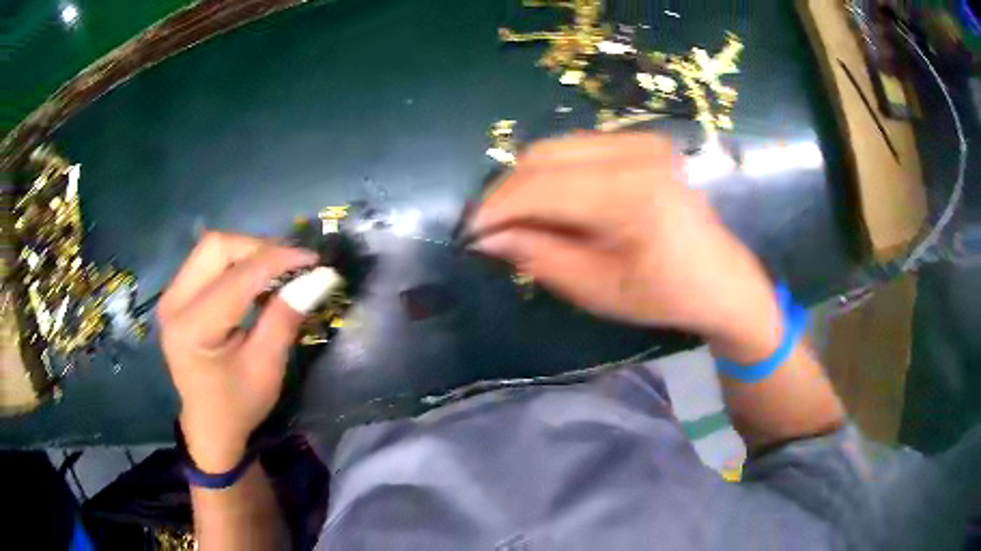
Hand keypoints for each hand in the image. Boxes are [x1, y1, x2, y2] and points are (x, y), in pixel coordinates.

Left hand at [157, 231, 317, 471]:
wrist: (208, 424)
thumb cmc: (238, 405)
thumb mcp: (266, 367)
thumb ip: (285, 318)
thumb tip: (318, 278)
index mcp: (193, 329)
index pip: (237, 277)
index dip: (278, 261)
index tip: (313, 261)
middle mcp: (174, 303)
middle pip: (217, 246)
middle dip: (259, 248)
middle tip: (291, 266)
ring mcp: (171, 295)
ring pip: (212, 248)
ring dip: (248, 253)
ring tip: (277, 271)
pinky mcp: (176, 294)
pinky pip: (208, 260)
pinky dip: (237, 262)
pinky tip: (256, 279)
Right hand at [468, 133, 781, 360]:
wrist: (722, 279)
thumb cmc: (665, 295)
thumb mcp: (597, 290)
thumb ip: (539, 257)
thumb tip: (488, 236)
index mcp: (631, 195)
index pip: (540, 187)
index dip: (495, 209)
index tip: (470, 234)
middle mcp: (635, 152)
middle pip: (541, 156)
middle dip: (506, 192)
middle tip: (491, 229)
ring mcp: (641, 140)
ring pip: (555, 148)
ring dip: (527, 182)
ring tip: (518, 219)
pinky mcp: (641, 141)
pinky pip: (576, 149)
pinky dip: (552, 174)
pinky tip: (553, 203)